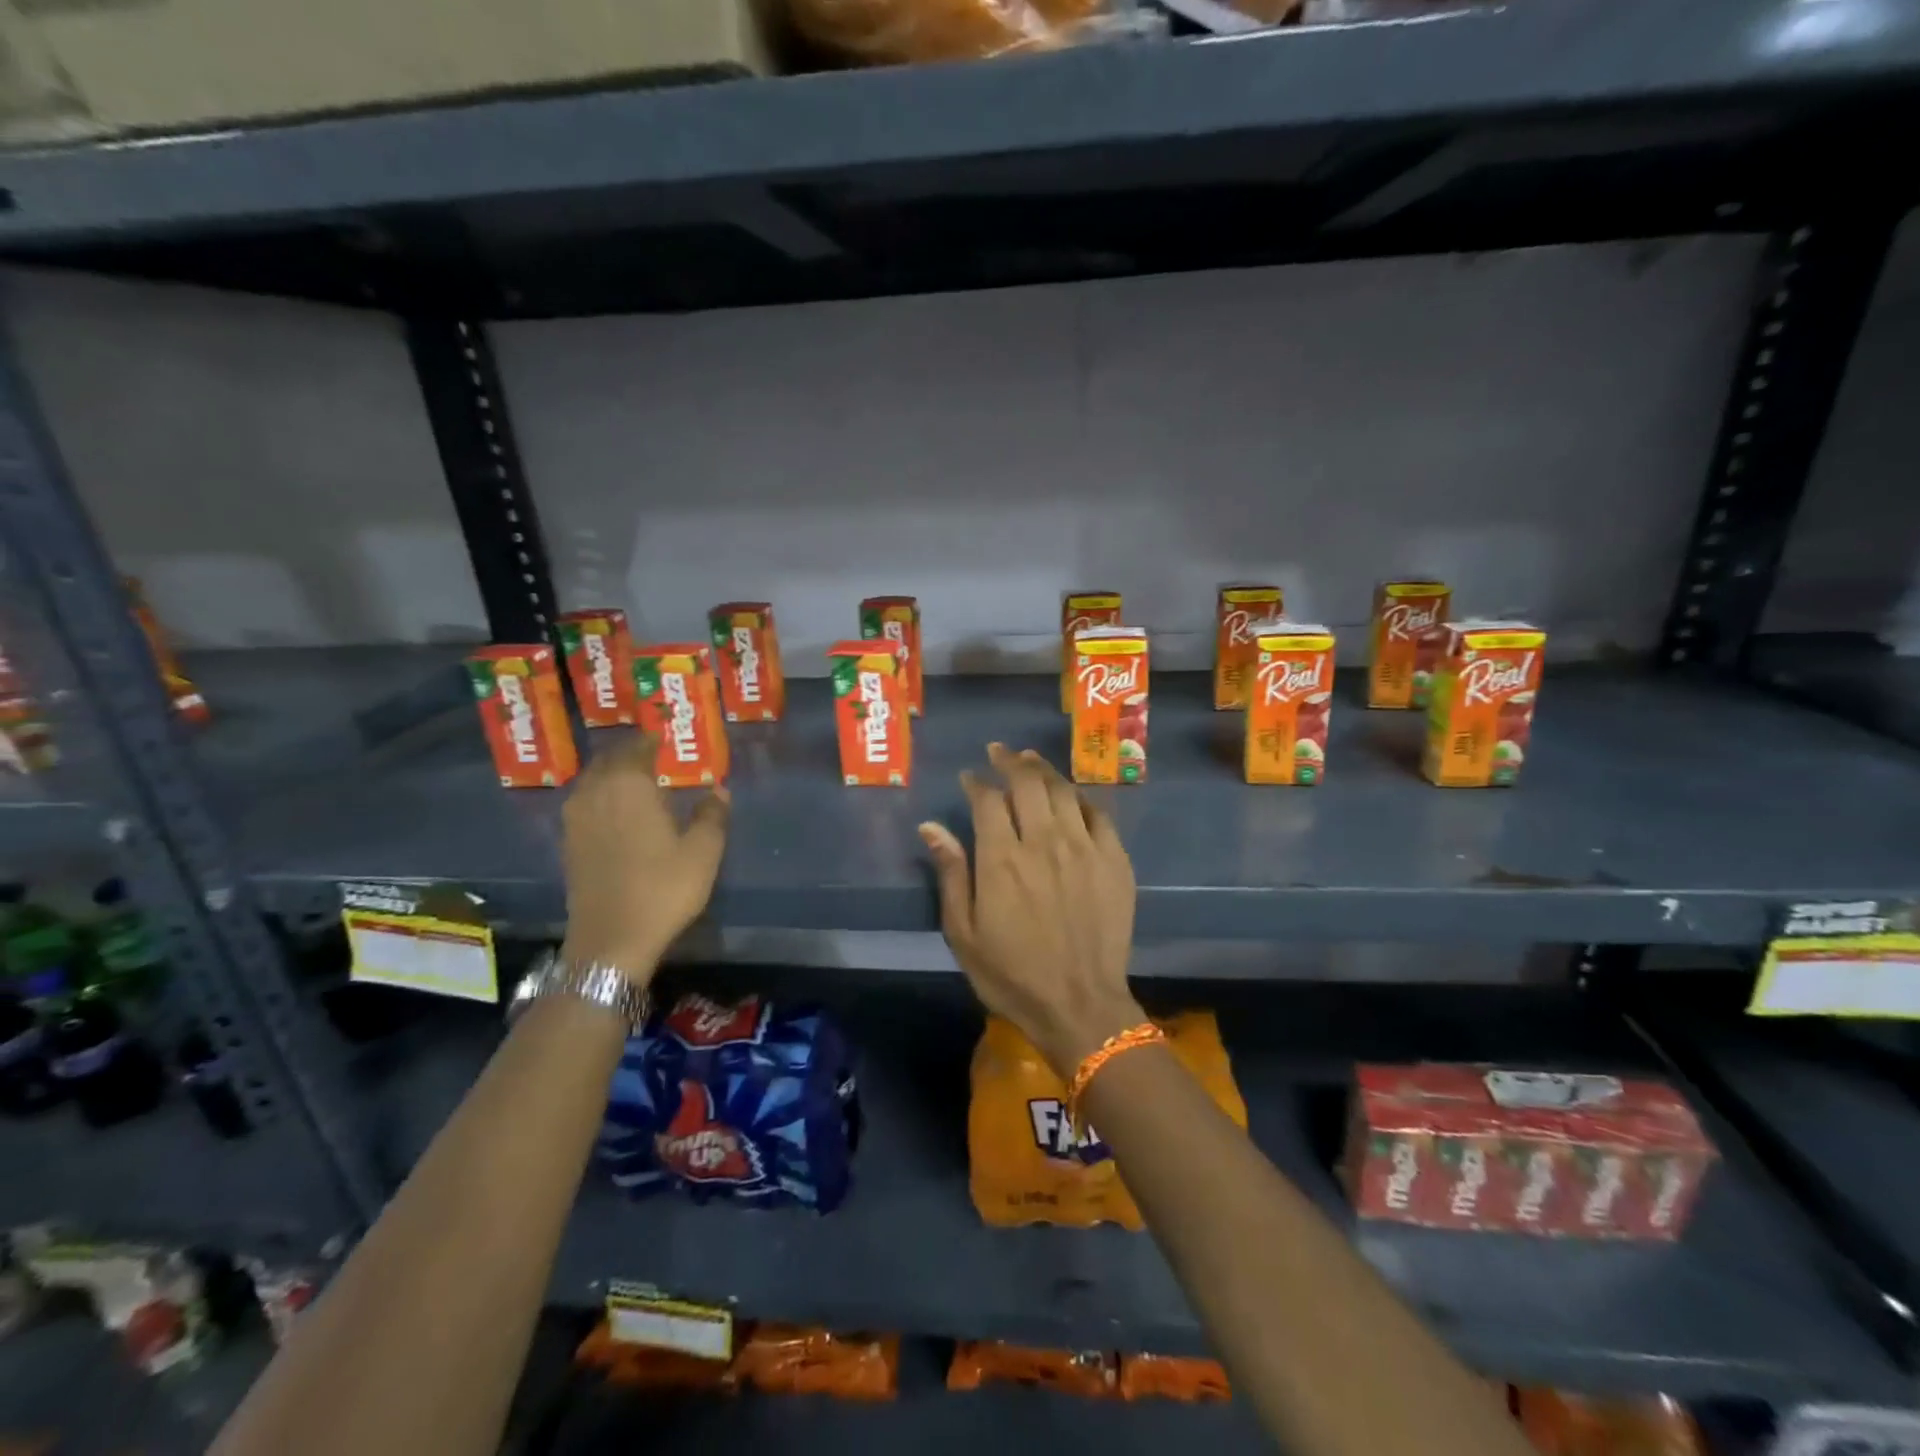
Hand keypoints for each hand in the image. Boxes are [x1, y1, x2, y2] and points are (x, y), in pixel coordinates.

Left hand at [561, 734, 728, 985]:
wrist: (611, 940)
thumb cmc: (663, 889)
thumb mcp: (703, 851)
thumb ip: (712, 814)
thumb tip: (718, 789)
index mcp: (629, 785)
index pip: (637, 748)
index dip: (651, 740)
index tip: (665, 737)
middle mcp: (596, 793)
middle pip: (609, 760)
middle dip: (630, 754)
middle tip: (654, 755)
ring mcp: (576, 819)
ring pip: (593, 781)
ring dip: (613, 775)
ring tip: (638, 781)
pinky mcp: (569, 844)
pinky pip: (585, 804)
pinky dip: (602, 798)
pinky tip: (619, 812)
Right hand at [920, 743, 1142, 1076]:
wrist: (1080, 1006)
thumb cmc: (1012, 975)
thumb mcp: (964, 933)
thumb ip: (951, 874)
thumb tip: (931, 826)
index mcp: (1002, 859)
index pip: (988, 799)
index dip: (976, 782)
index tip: (970, 777)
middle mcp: (1044, 842)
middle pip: (1028, 783)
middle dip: (1010, 761)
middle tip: (1000, 752)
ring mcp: (1084, 848)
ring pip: (1064, 791)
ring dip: (1044, 770)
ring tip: (1031, 760)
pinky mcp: (1115, 861)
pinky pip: (1098, 814)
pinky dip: (1081, 798)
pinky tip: (1072, 796)